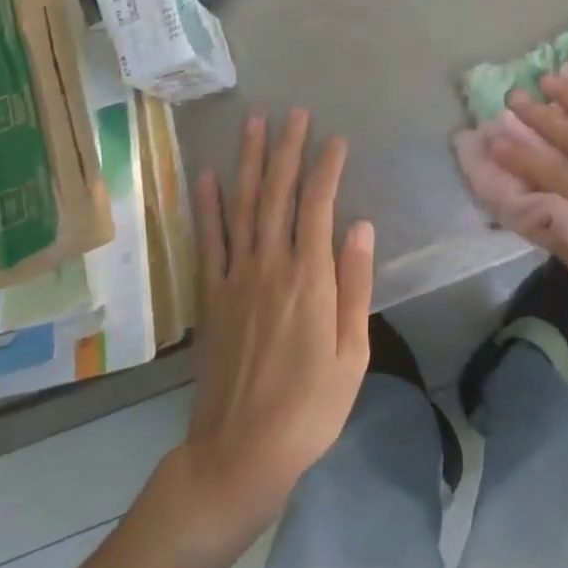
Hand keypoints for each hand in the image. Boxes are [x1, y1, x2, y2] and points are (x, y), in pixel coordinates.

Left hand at [177, 110, 373, 546]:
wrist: (238, 455)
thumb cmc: (309, 409)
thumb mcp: (352, 354)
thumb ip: (355, 284)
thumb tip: (360, 225)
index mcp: (309, 278)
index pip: (318, 205)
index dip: (326, 167)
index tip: (336, 138)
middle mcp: (270, 266)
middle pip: (277, 193)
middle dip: (286, 148)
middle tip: (293, 112)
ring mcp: (235, 278)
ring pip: (242, 206)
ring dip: (248, 162)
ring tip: (253, 124)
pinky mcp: (211, 296)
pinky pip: (208, 241)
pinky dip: (207, 205)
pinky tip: (207, 176)